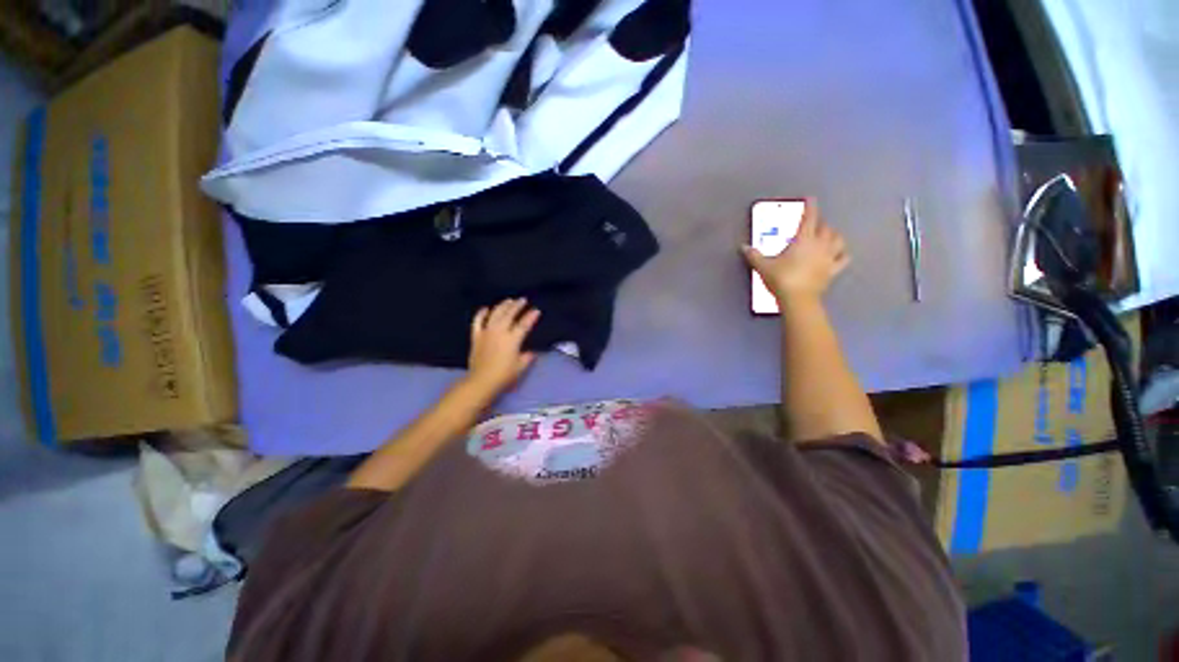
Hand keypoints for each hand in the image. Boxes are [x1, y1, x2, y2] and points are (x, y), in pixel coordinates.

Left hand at [467, 298, 540, 394]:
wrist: (481, 381)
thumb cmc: (504, 375)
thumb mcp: (521, 367)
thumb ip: (527, 358)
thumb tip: (531, 352)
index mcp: (512, 339)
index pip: (524, 324)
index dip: (531, 316)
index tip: (536, 310)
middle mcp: (500, 332)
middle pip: (509, 314)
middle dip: (517, 306)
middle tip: (523, 300)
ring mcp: (486, 332)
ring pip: (495, 314)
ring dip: (503, 306)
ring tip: (509, 300)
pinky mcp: (476, 336)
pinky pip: (477, 322)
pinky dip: (481, 314)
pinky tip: (485, 308)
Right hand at [742, 200, 850, 300]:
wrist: (798, 299)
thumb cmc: (781, 279)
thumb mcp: (763, 266)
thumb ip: (754, 255)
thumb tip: (743, 247)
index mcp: (803, 240)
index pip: (809, 218)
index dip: (810, 207)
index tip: (810, 199)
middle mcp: (819, 244)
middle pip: (825, 227)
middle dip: (820, 223)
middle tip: (813, 223)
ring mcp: (829, 257)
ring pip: (838, 240)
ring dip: (834, 235)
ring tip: (829, 234)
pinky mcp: (833, 270)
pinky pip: (843, 259)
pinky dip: (843, 254)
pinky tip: (840, 253)